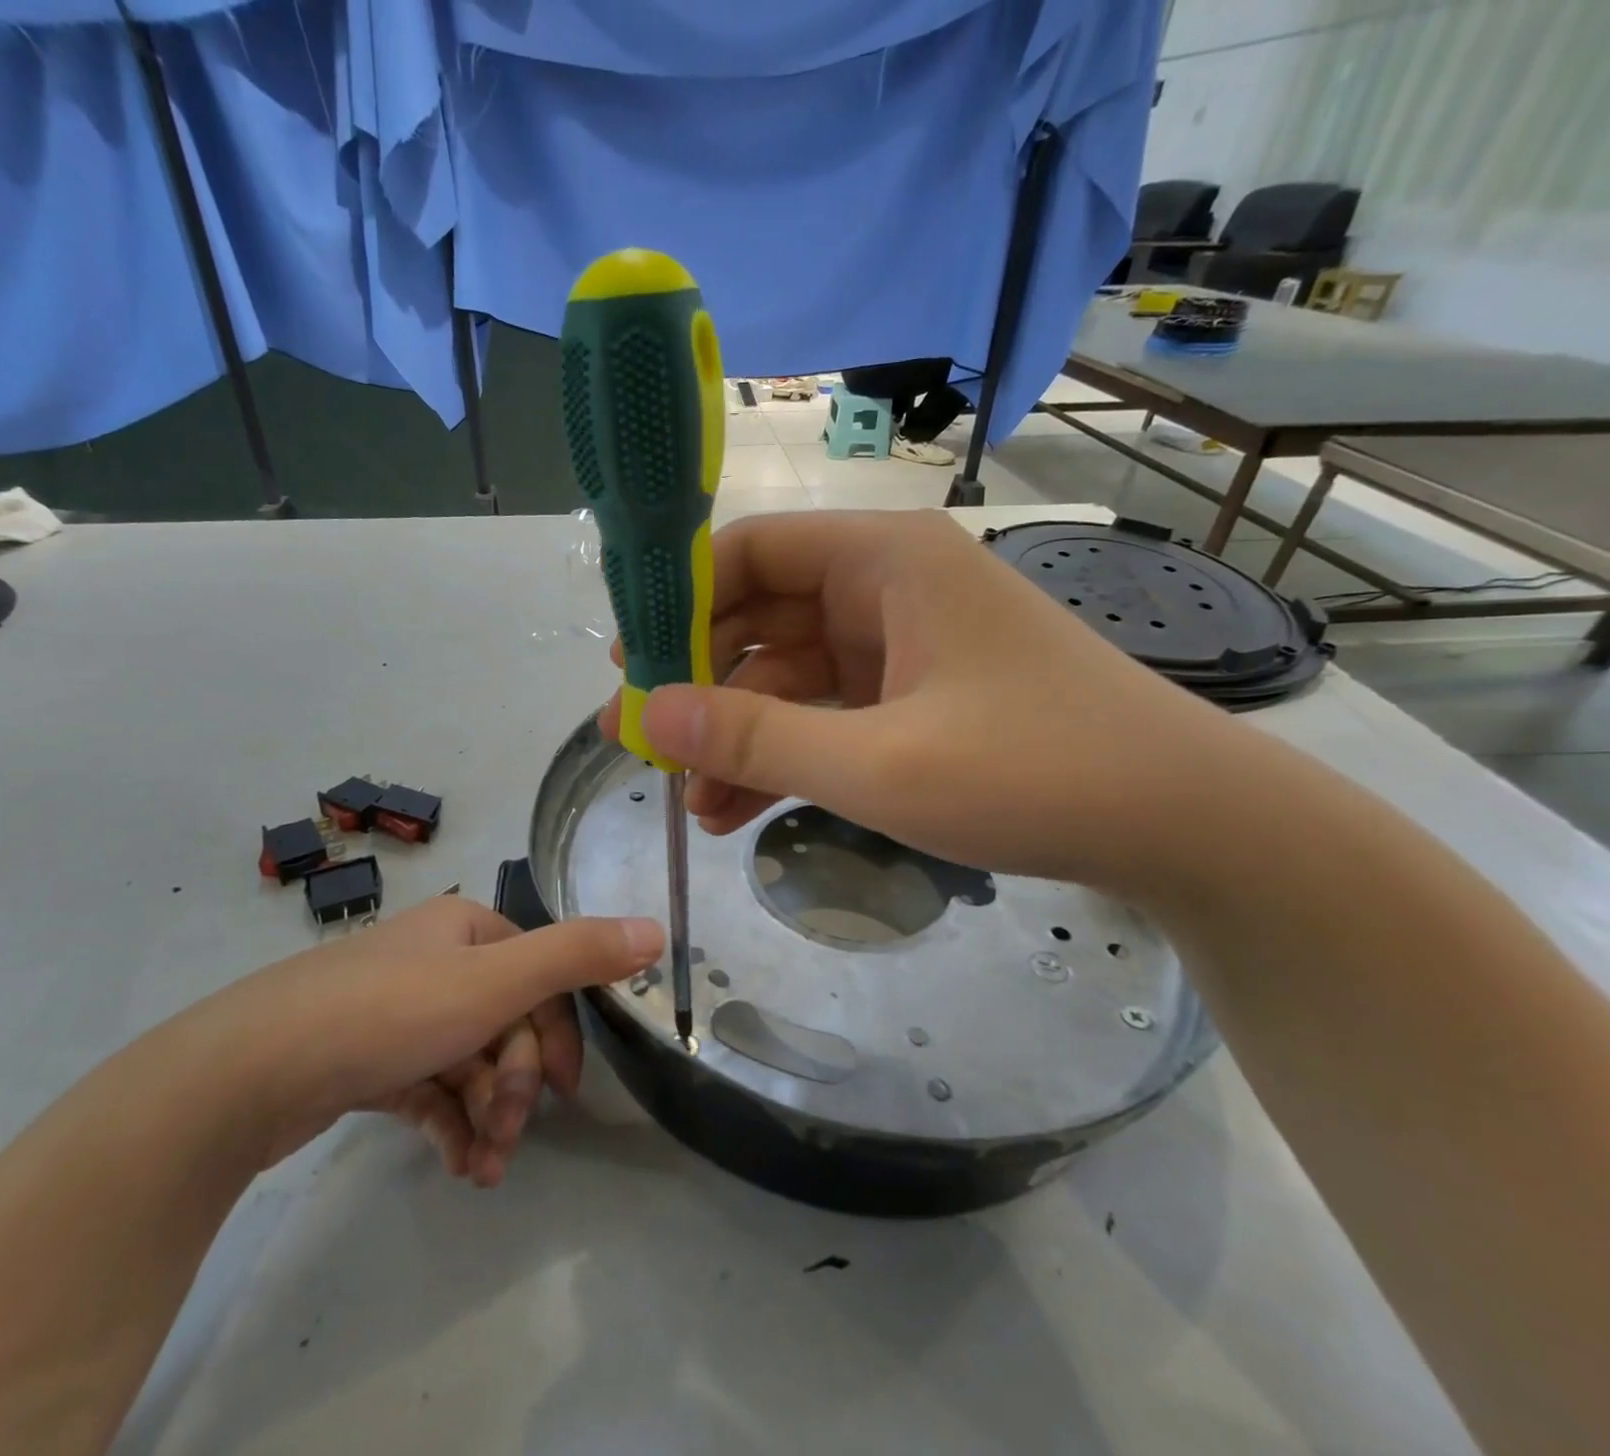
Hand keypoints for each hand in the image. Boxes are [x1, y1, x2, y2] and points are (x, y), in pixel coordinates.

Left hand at [185, 896, 661, 1184]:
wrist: (248, 1071)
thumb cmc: (388, 1012)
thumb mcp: (496, 981)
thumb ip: (578, 955)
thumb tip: (656, 929)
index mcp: (465, 929)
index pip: (538, 976)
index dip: (558, 1034)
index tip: (566, 1093)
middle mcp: (433, 960)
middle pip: (503, 1023)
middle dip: (515, 1085)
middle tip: (507, 1135)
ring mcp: (395, 1012)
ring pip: (467, 1063)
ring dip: (486, 1116)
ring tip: (482, 1168)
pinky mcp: (365, 1060)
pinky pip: (428, 1089)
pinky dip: (448, 1125)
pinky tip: (455, 1165)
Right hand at [597, 510, 1241, 891]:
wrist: (1183, 827)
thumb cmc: (1036, 771)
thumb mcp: (880, 763)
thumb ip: (757, 738)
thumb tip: (647, 715)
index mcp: (883, 560)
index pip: (749, 552)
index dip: (679, 602)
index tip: (629, 665)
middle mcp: (886, 588)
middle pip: (760, 618)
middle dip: (699, 684)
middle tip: (641, 743)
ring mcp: (900, 647)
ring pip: (787, 678)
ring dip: (737, 736)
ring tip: (687, 800)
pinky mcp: (912, 699)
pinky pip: (824, 717)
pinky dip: (782, 758)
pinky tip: (737, 813)